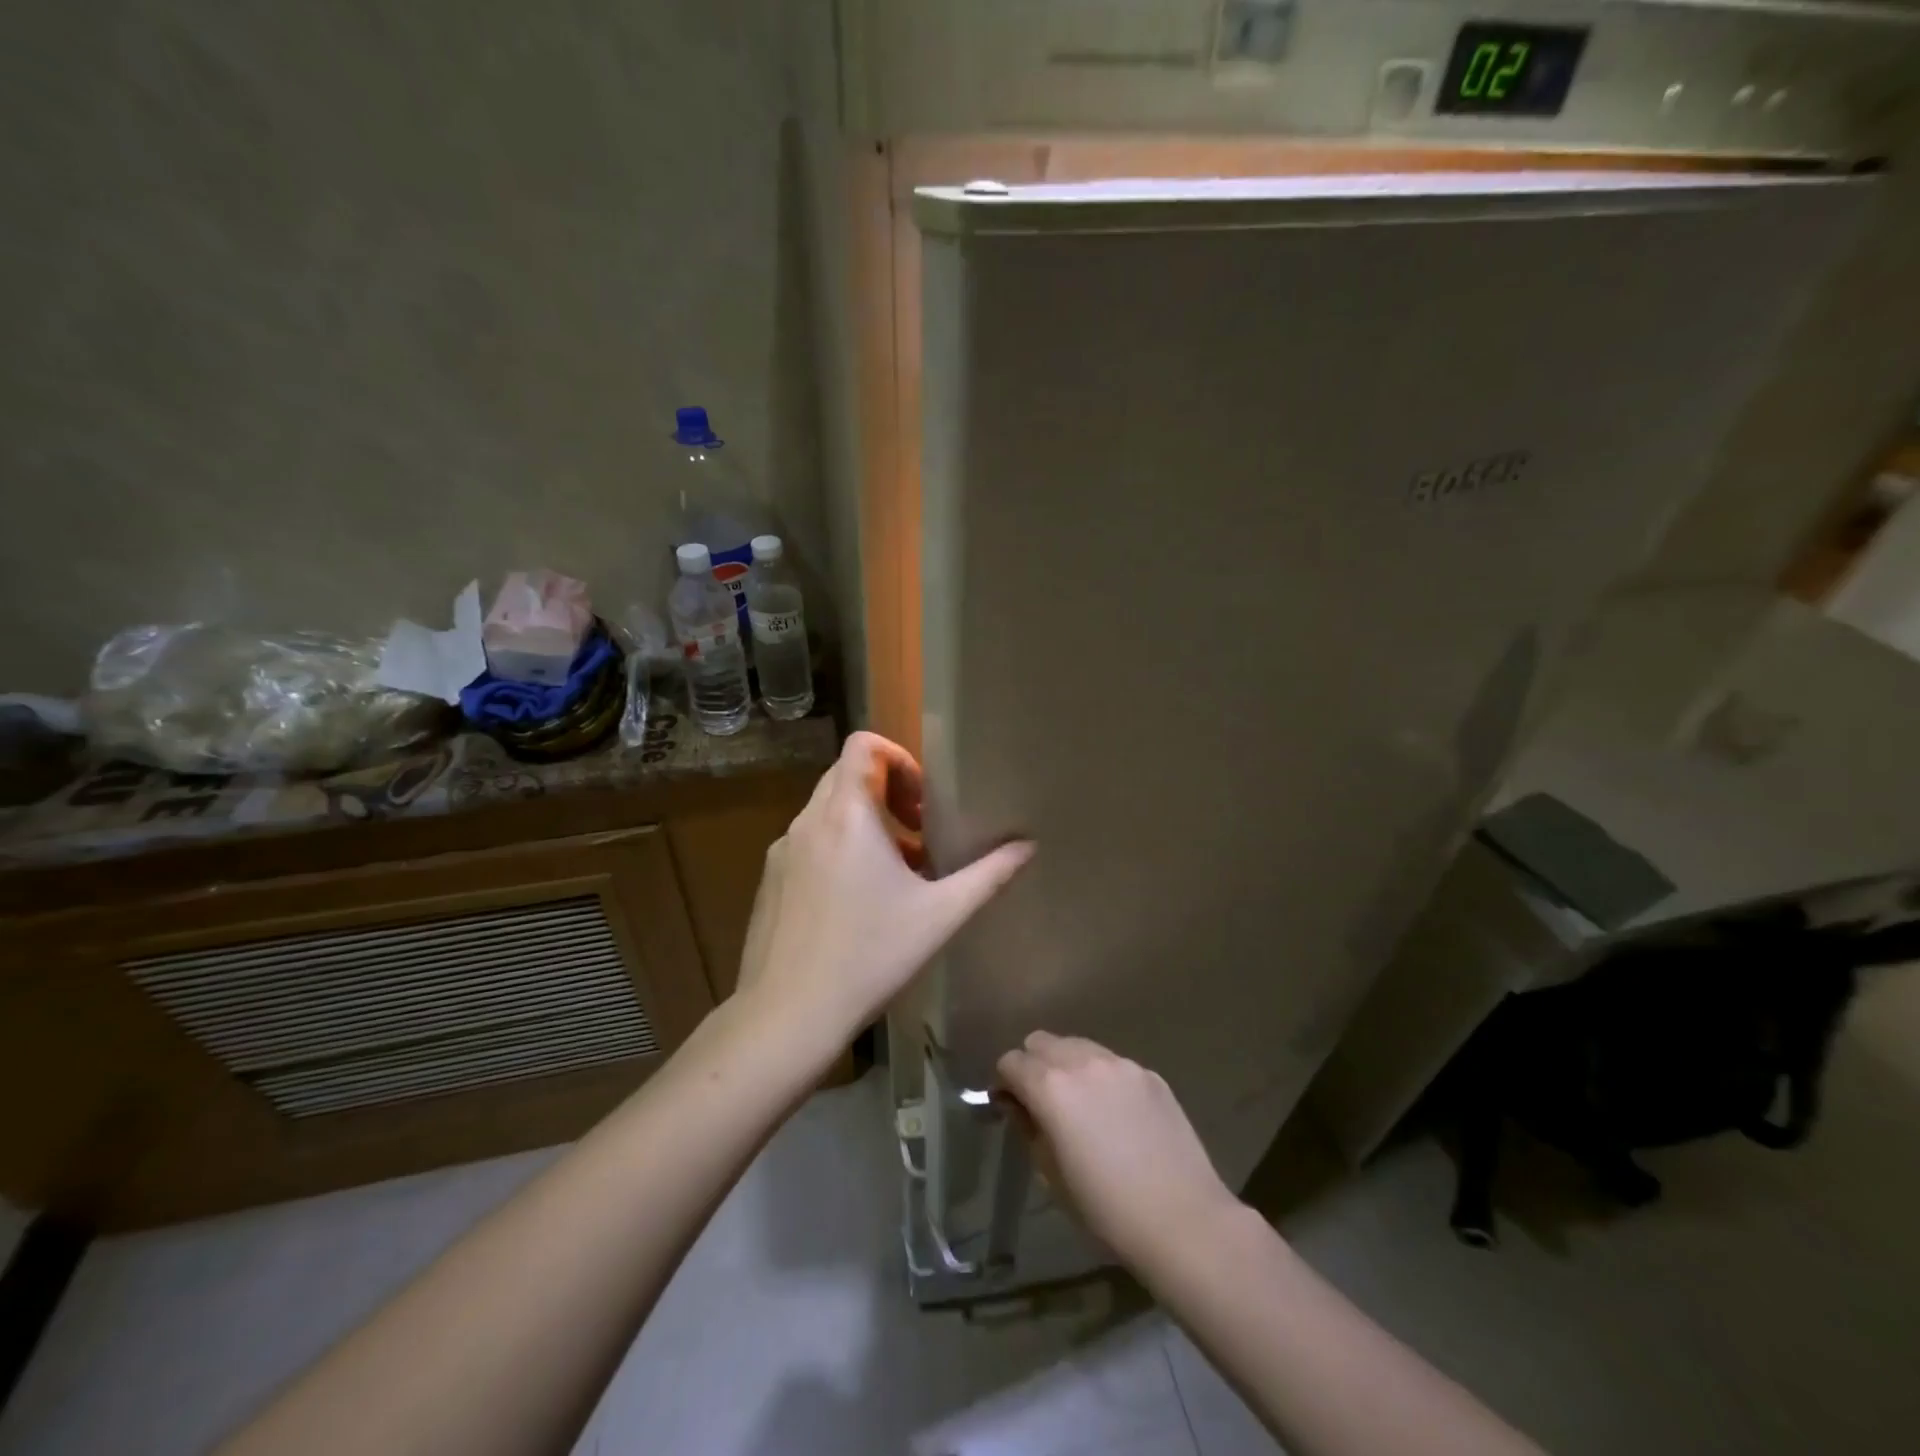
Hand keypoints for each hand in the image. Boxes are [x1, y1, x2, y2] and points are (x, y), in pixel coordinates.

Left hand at [736, 731, 1031, 1045]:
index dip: (898, 758)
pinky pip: (809, 844)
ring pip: (828, 813)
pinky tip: (859, 903)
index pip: (863, 745)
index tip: (923, 801)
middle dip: (888, 793)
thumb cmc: (870, 957)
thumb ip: (988, 875)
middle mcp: (808, 821)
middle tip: (920, 832)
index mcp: (846, 814)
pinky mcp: (770, 881)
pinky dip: (838, 851)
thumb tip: (1028, 846)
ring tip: (898, 872)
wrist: (788, 1016)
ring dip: (866, 826)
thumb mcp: (940, 915)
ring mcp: (782, 851)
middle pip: (847, 776)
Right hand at [997, 1033, 1240, 1264]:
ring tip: (1082, 1105)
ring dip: (1068, 1065)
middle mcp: (1082, 1061)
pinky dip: (1103, 1078)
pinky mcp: (1149, 1073)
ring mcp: (1120, 1063)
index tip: (1012, 1107)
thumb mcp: (1050, 1174)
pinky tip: (1118, 1115)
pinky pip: (1112, 1063)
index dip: (1005, 1083)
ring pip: (1078, 1046)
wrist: (1182, 1219)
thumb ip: (1028, 1127)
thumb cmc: (1106, 1209)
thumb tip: (1017, 1104)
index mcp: (1050, 1087)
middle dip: (1034, 1065)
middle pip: (1041, 1042)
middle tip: (1043, 1102)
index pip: (1011, 1062)